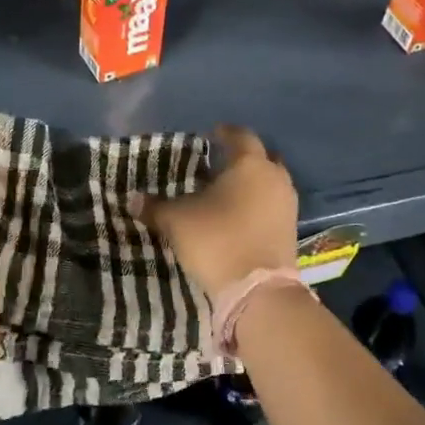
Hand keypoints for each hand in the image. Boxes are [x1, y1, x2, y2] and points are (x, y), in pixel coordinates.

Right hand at [134, 125, 297, 298]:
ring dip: (253, 182)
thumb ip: (155, 207)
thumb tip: (132, 199)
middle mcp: (274, 177)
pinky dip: (259, 204)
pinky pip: (273, 205)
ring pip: (270, 182)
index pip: (240, 136)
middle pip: (261, 157)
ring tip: (228, 191)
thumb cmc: (217, 240)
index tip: (211, 134)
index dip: (225, 133)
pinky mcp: (292, 230)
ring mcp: (287, 204)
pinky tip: (240, 215)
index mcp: (250, 164)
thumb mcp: (177, 221)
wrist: (258, 291)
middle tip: (220, 162)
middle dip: (243, 157)